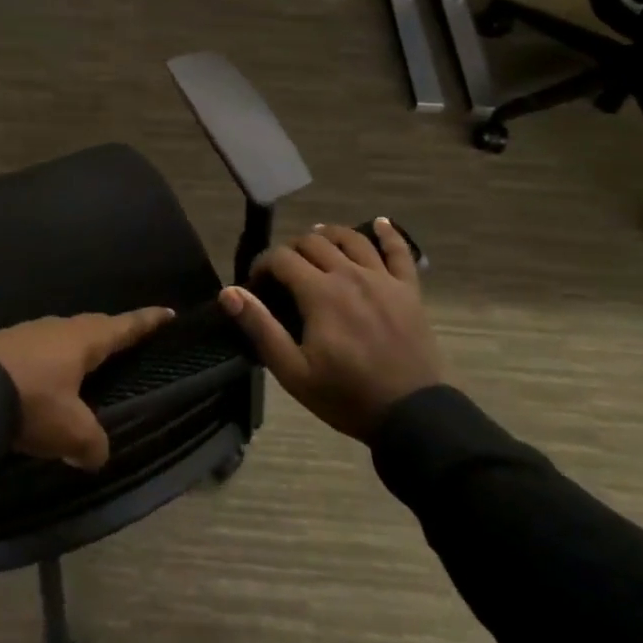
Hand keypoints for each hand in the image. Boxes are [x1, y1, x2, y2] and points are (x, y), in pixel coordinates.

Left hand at [0, 308, 174, 469]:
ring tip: (81, 362)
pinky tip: (40, 377)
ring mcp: (27, 332)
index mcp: (83, 340)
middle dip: (110, 332)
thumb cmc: (33, 403)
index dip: (146, 322)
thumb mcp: (71, 431)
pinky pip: (35, 348)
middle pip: (92, 326)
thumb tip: (96, 453)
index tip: (167, 312)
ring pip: (60, 336)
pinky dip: (46, 360)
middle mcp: (57, 328)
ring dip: (74, 347)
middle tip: (124, 338)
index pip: (123, 327)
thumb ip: (92, 443)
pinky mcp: (2, 345)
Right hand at [219, 219, 442, 440]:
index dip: (262, 264)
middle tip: (285, 272)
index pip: (281, 257)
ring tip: (318, 242)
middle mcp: (350, 274)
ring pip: (351, 239)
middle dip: (292, 250)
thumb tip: (229, 291)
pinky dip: (389, 234)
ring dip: (329, 235)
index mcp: (320, 292)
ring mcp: (383, 279)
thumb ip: (260, 327)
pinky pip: (400, 252)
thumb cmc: (347, 396)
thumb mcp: (293, 372)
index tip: (257, 283)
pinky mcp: (409, 290)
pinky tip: (379, 224)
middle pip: (313, 242)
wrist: (413, 418)